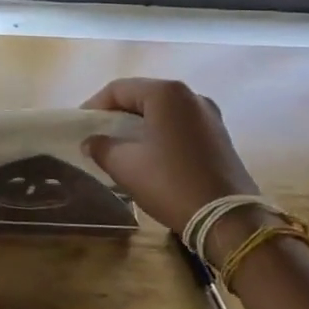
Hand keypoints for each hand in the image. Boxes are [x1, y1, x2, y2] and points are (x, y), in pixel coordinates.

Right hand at [81, 77, 258, 232]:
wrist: (228, 219)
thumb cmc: (171, 183)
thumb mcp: (126, 165)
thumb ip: (101, 147)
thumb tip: (90, 142)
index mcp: (166, 93)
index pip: (119, 89)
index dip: (95, 105)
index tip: (81, 126)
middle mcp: (190, 96)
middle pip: (143, 96)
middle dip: (118, 114)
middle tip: (98, 134)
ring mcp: (209, 115)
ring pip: (163, 111)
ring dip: (140, 124)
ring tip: (122, 145)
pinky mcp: (219, 136)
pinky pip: (181, 125)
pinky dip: (161, 133)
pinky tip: (151, 154)